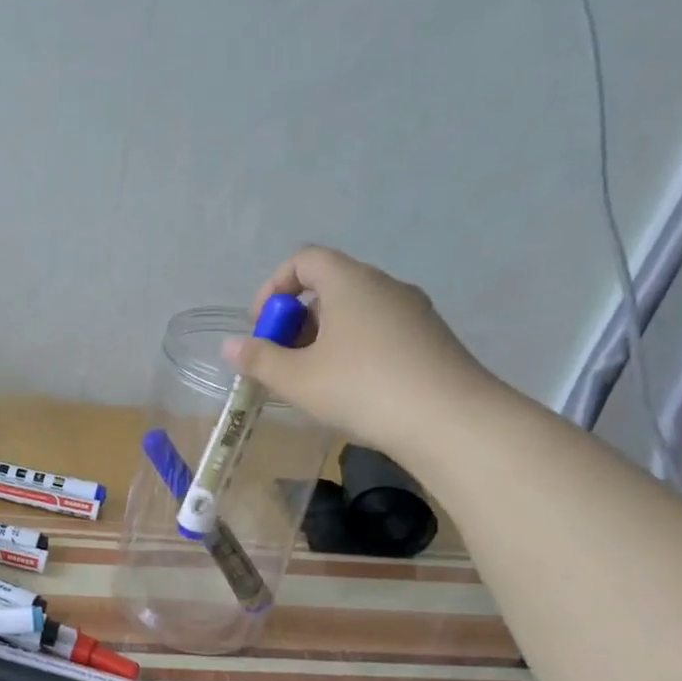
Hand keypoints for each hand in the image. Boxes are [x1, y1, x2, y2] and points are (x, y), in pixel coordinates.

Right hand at [223, 246, 498, 459]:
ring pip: (356, 311)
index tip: (262, 326)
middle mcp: (385, 286)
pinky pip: (380, 331)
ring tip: (313, 380)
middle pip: (330, 286)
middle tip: (282, 360)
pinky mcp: (431, 339)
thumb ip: (259, 359)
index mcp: (350, 282)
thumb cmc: (362, 388)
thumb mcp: (297, 378)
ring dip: (325, 337)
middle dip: (297, 319)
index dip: (274, 287)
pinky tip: (351, 389)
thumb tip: (230, 346)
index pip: (304, 260)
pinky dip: (355, 349)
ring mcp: (414, 311)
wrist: (450, 420)